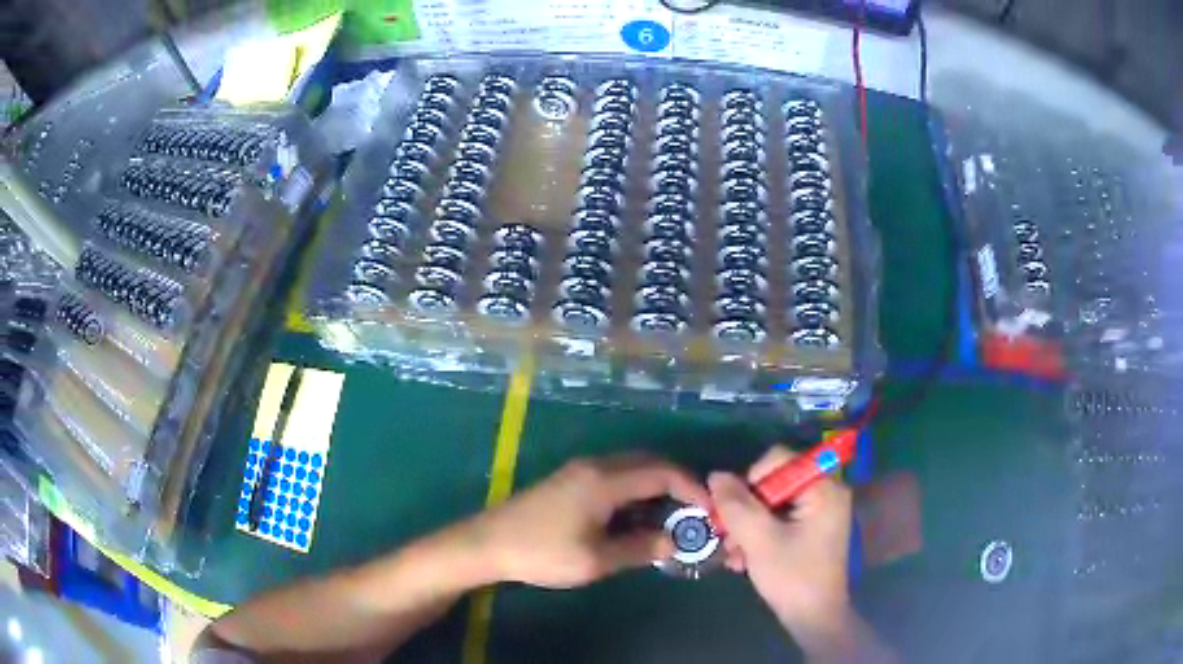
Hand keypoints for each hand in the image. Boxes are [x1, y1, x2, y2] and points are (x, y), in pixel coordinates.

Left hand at [468, 454, 709, 588]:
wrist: (488, 543)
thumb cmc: (543, 552)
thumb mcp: (596, 560)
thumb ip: (640, 548)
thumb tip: (674, 542)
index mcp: (605, 480)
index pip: (662, 472)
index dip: (691, 487)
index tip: (708, 510)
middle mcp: (596, 466)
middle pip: (649, 463)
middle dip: (677, 484)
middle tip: (693, 514)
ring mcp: (580, 470)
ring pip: (631, 469)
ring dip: (655, 488)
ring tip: (669, 519)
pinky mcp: (569, 480)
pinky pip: (614, 476)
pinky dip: (634, 491)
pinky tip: (635, 518)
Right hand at [708, 446, 852, 647]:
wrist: (813, 618)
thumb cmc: (793, 576)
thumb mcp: (759, 540)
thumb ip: (736, 506)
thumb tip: (716, 475)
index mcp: (823, 487)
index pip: (779, 460)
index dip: (751, 480)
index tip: (737, 512)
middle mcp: (825, 492)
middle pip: (772, 483)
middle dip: (746, 511)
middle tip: (728, 538)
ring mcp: (818, 512)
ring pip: (770, 504)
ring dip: (747, 527)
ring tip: (733, 555)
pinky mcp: (809, 529)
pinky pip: (777, 519)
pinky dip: (758, 535)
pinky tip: (743, 560)